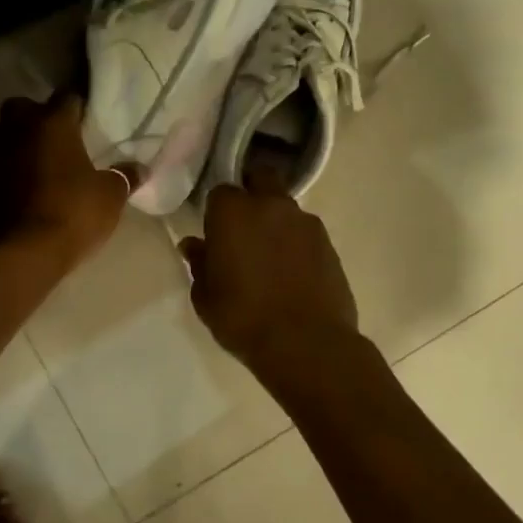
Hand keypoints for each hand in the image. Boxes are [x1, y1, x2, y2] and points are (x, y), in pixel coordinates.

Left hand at [0, 96, 135, 266]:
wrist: (28, 254)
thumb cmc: (75, 212)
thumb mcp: (111, 195)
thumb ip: (123, 176)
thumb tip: (140, 168)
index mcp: (52, 125)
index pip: (66, 97)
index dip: (76, 105)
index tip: (85, 115)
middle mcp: (16, 134)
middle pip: (15, 107)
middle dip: (29, 115)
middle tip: (47, 134)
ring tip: (15, 156)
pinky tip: (5, 193)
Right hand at [181, 182, 362, 381]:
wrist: (306, 344)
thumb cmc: (243, 318)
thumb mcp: (206, 297)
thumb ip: (199, 264)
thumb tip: (194, 245)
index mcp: (233, 212)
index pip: (220, 192)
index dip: (217, 211)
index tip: (216, 232)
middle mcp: (270, 205)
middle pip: (261, 179)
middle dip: (252, 192)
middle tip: (245, 226)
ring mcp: (305, 221)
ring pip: (286, 206)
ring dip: (276, 220)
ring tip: (271, 255)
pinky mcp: (328, 242)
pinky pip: (306, 231)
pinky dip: (297, 242)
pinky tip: (293, 271)